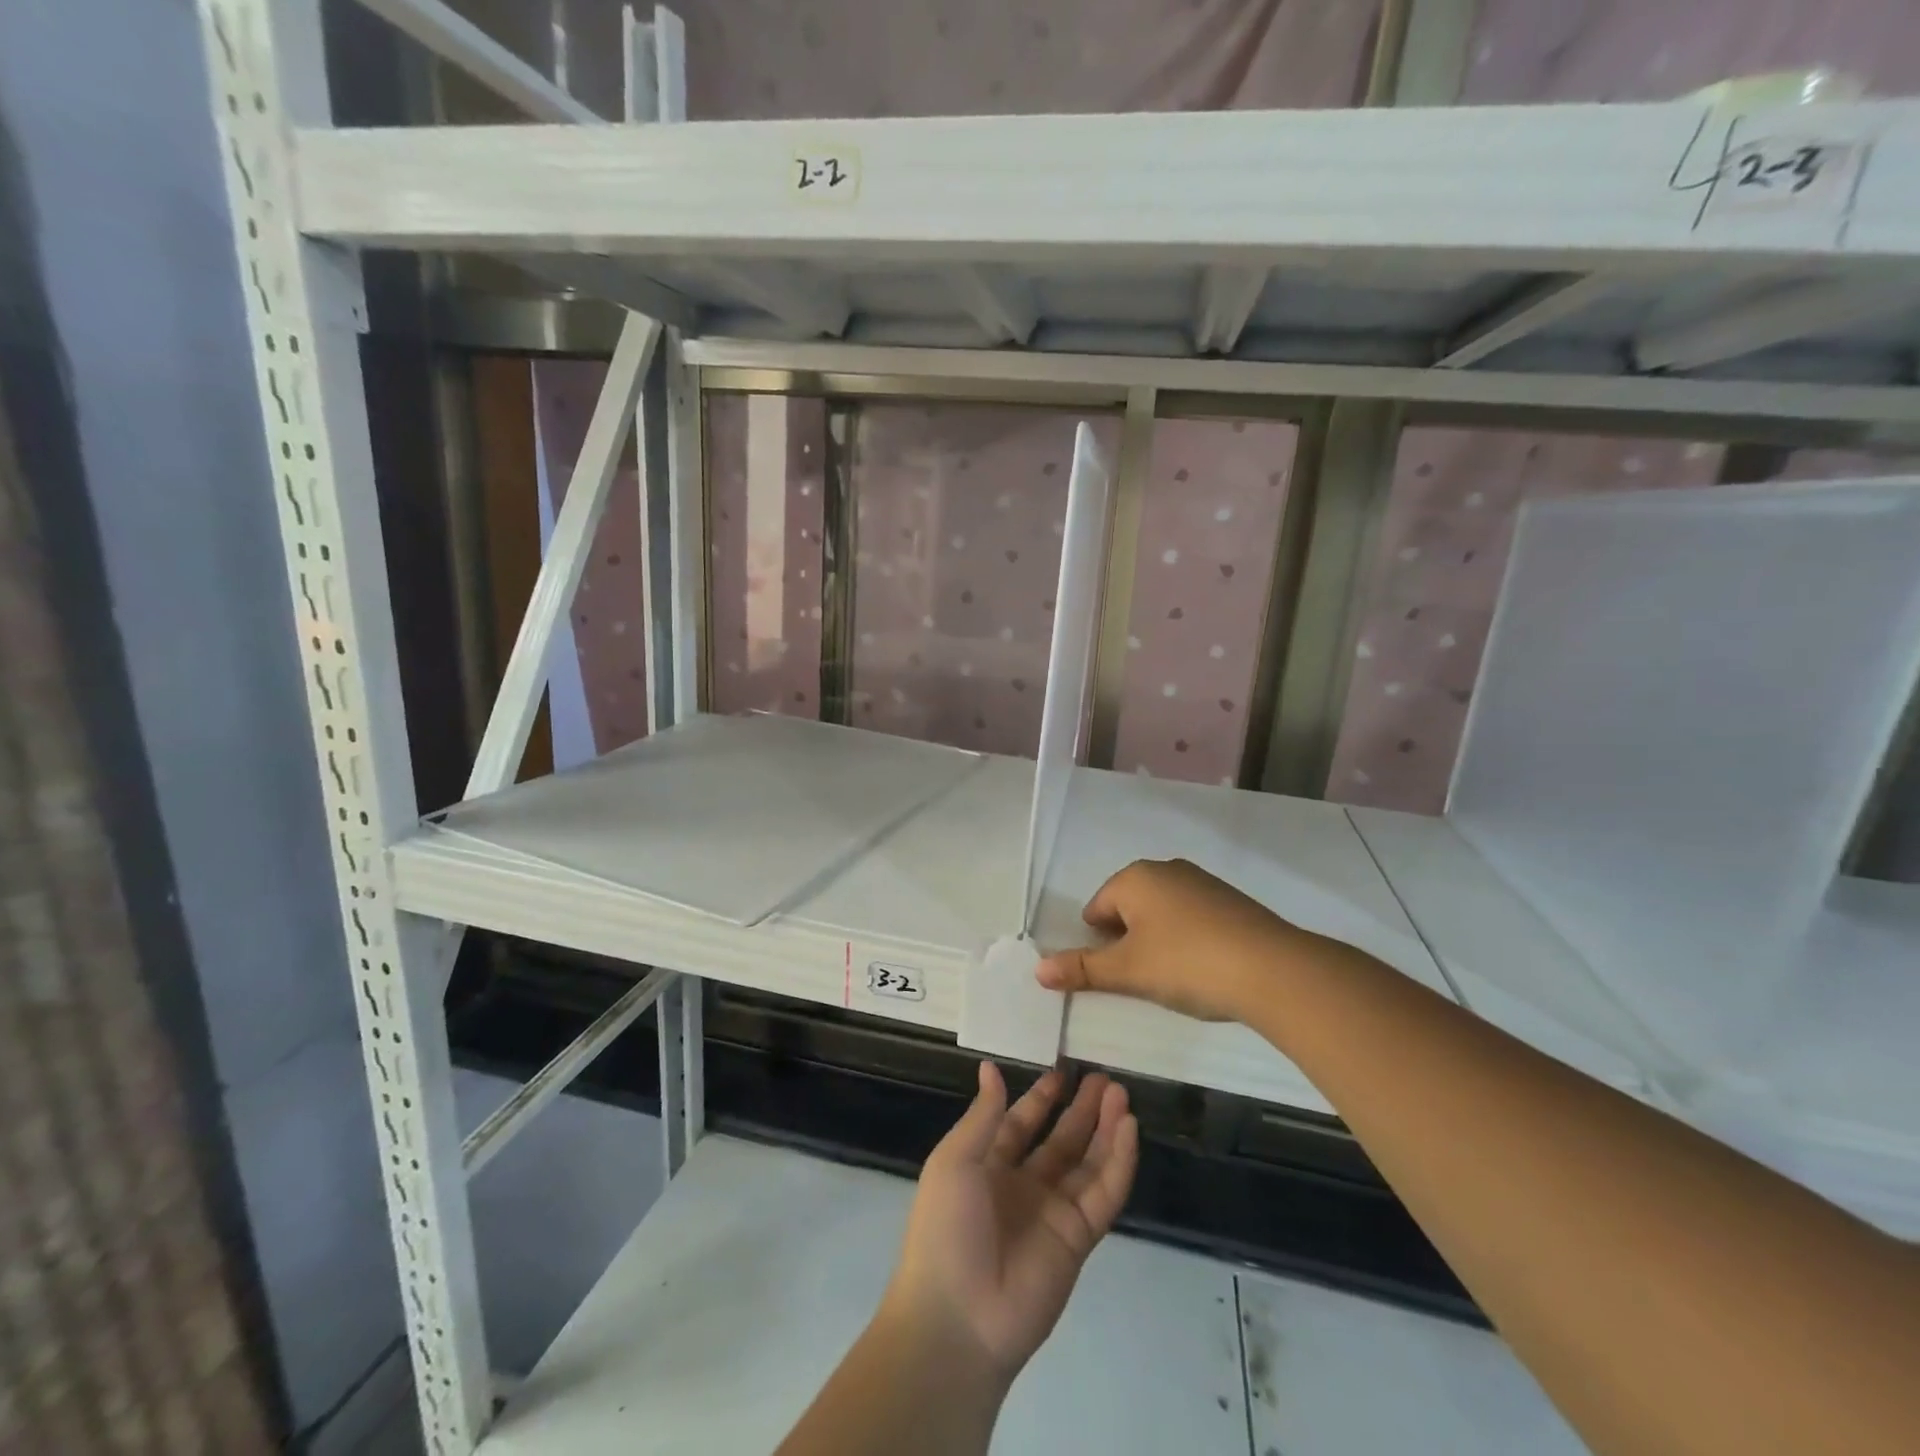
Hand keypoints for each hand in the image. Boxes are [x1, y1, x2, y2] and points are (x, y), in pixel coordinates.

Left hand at [883, 1062, 1138, 1384]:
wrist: (958, 1318)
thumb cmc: (946, 1228)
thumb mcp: (954, 1160)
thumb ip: (982, 1115)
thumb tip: (990, 1067)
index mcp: (989, 1166)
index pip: (1021, 1123)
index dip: (1042, 1099)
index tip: (1063, 1072)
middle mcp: (1023, 1186)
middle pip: (1061, 1140)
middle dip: (1082, 1110)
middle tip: (1105, 1078)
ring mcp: (1053, 1213)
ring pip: (1088, 1162)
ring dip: (1105, 1128)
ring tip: (1122, 1095)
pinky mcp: (1079, 1239)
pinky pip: (1103, 1193)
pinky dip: (1118, 1161)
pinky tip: (1128, 1128)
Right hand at [1035, 857, 1315, 1021]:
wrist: (1273, 969)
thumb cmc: (1187, 963)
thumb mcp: (1128, 971)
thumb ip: (1081, 968)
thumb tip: (1037, 970)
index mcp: (1135, 878)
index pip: (1096, 908)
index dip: (1098, 943)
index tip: (1115, 974)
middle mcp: (1166, 869)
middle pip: (1128, 907)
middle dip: (1127, 941)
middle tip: (1141, 978)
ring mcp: (1202, 882)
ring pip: (1161, 912)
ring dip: (1157, 940)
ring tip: (1172, 977)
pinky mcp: (1231, 901)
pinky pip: (1192, 917)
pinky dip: (1188, 939)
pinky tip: (1202, 968)